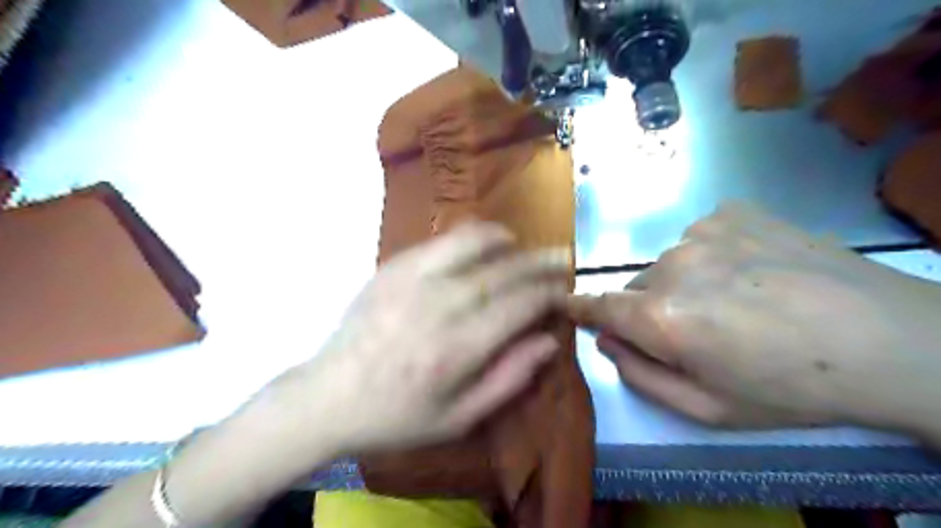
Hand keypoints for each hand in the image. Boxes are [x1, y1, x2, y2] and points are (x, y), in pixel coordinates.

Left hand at [273, 221, 565, 453]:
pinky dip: (468, 236)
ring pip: (471, 243)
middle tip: (559, 259)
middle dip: (538, 263)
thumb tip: (549, 341)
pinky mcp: (392, 268)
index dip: (548, 294)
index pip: (519, 306)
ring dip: (504, 239)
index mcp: (457, 350)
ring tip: (520, 243)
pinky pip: (440, 241)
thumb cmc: (396, 415)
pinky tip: (480, 243)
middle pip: (502, 272)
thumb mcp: (458, 418)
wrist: (328, 396)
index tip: (563, 291)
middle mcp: (438, 306)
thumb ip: (509, 378)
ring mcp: (411, 280)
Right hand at [571, 204, 940, 434]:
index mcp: (664, 319)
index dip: (578, 307)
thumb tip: (607, 340)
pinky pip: (698, 239)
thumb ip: (640, 375)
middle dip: (648, 310)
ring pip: (667, 264)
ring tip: (735, 301)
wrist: (891, 340)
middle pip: (636, 288)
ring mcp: (703, 232)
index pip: (598, 306)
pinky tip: (751, 271)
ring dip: (682, 284)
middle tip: (695, 331)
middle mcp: (673, 266)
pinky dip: (710, 257)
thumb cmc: (792, 387)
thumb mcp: (708, 408)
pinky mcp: (731, 212)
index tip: (565, 304)